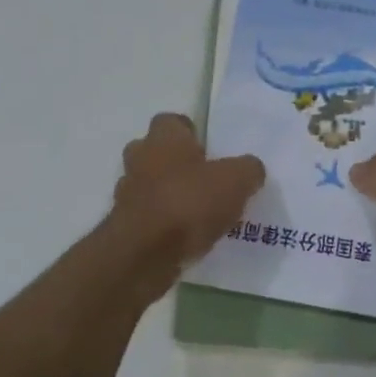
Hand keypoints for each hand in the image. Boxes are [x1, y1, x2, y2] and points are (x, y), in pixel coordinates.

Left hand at [108, 114, 263, 294]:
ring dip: (168, 195)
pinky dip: (163, 224)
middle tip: (205, 180)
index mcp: (164, 138)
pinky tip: (186, 238)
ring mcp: (127, 194)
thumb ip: (248, 169)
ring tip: (200, 214)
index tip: (208, 149)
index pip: (171, 121)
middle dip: (176, 164)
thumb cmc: (189, 203)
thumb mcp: (237, 181)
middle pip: (155, 152)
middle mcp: (140, 158)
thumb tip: (251, 169)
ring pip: (149, 186)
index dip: (189, 132)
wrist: (144, 255)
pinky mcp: (124, 227)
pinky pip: (147, 217)